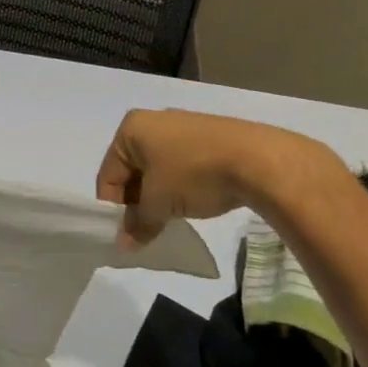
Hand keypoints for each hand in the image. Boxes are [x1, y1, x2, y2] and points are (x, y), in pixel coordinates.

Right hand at [96, 108, 337, 243]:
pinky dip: (180, 186)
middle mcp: (153, 121)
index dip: (113, 209)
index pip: (108, 175)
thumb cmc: (193, 174)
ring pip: (157, 170)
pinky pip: (181, 165)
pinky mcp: (208, 137)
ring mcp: (183, 127)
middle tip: (148, 230)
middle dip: (137, 202)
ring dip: (159, 196)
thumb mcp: (158, 204)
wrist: (260, 160)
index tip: (126, 234)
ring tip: (172, 219)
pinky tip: (193, 202)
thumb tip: (124, 245)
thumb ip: (137, 224)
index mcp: (131, 129)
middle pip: (132, 171)